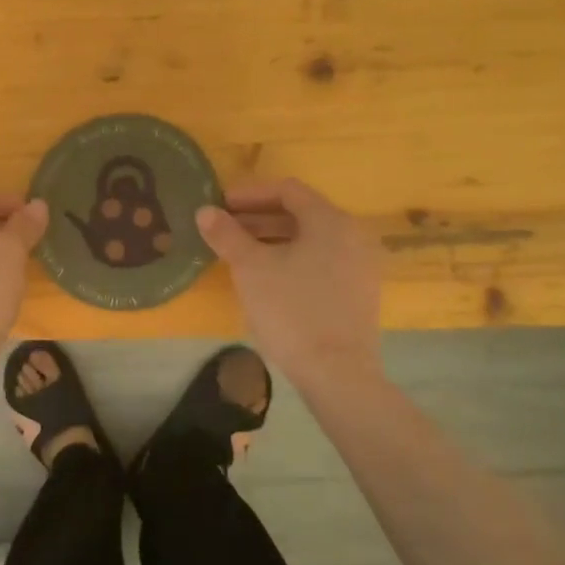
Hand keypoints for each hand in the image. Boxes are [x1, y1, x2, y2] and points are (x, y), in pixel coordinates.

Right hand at [196, 178, 381, 381]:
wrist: (337, 373)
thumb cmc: (291, 310)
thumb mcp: (250, 268)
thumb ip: (227, 234)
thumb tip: (205, 211)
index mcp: (330, 220)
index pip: (287, 190)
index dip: (249, 193)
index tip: (220, 205)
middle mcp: (352, 235)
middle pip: (300, 214)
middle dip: (258, 218)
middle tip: (224, 229)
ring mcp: (359, 266)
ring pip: (310, 240)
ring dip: (272, 239)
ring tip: (239, 253)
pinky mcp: (358, 293)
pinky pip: (320, 262)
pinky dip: (292, 259)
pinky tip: (267, 279)